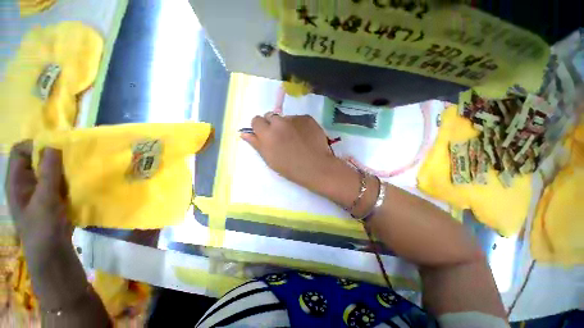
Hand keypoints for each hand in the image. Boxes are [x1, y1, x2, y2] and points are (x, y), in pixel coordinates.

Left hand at [5, 140, 70, 259]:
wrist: (53, 252)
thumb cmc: (42, 227)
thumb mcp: (44, 200)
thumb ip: (49, 174)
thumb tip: (54, 146)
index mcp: (17, 181)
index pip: (21, 151)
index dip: (36, 145)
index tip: (56, 147)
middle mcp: (27, 181)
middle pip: (37, 158)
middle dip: (54, 156)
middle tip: (71, 158)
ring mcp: (41, 189)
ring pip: (51, 169)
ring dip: (64, 167)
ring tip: (78, 170)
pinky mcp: (53, 196)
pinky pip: (61, 180)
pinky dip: (70, 177)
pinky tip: (79, 181)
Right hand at [241, 114, 335, 190]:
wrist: (316, 167)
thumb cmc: (290, 168)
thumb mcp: (269, 159)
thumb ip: (256, 144)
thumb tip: (244, 133)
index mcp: (267, 133)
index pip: (256, 120)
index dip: (260, 127)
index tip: (265, 135)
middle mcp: (279, 122)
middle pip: (270, 116)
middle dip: (272, 124)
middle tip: (281, 137)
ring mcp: (295, 118)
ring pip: (285, 118)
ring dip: (286, 125)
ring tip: (295, 138)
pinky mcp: (307, 118)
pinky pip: (298, 119)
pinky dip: (299, 125)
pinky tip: (305, 136)